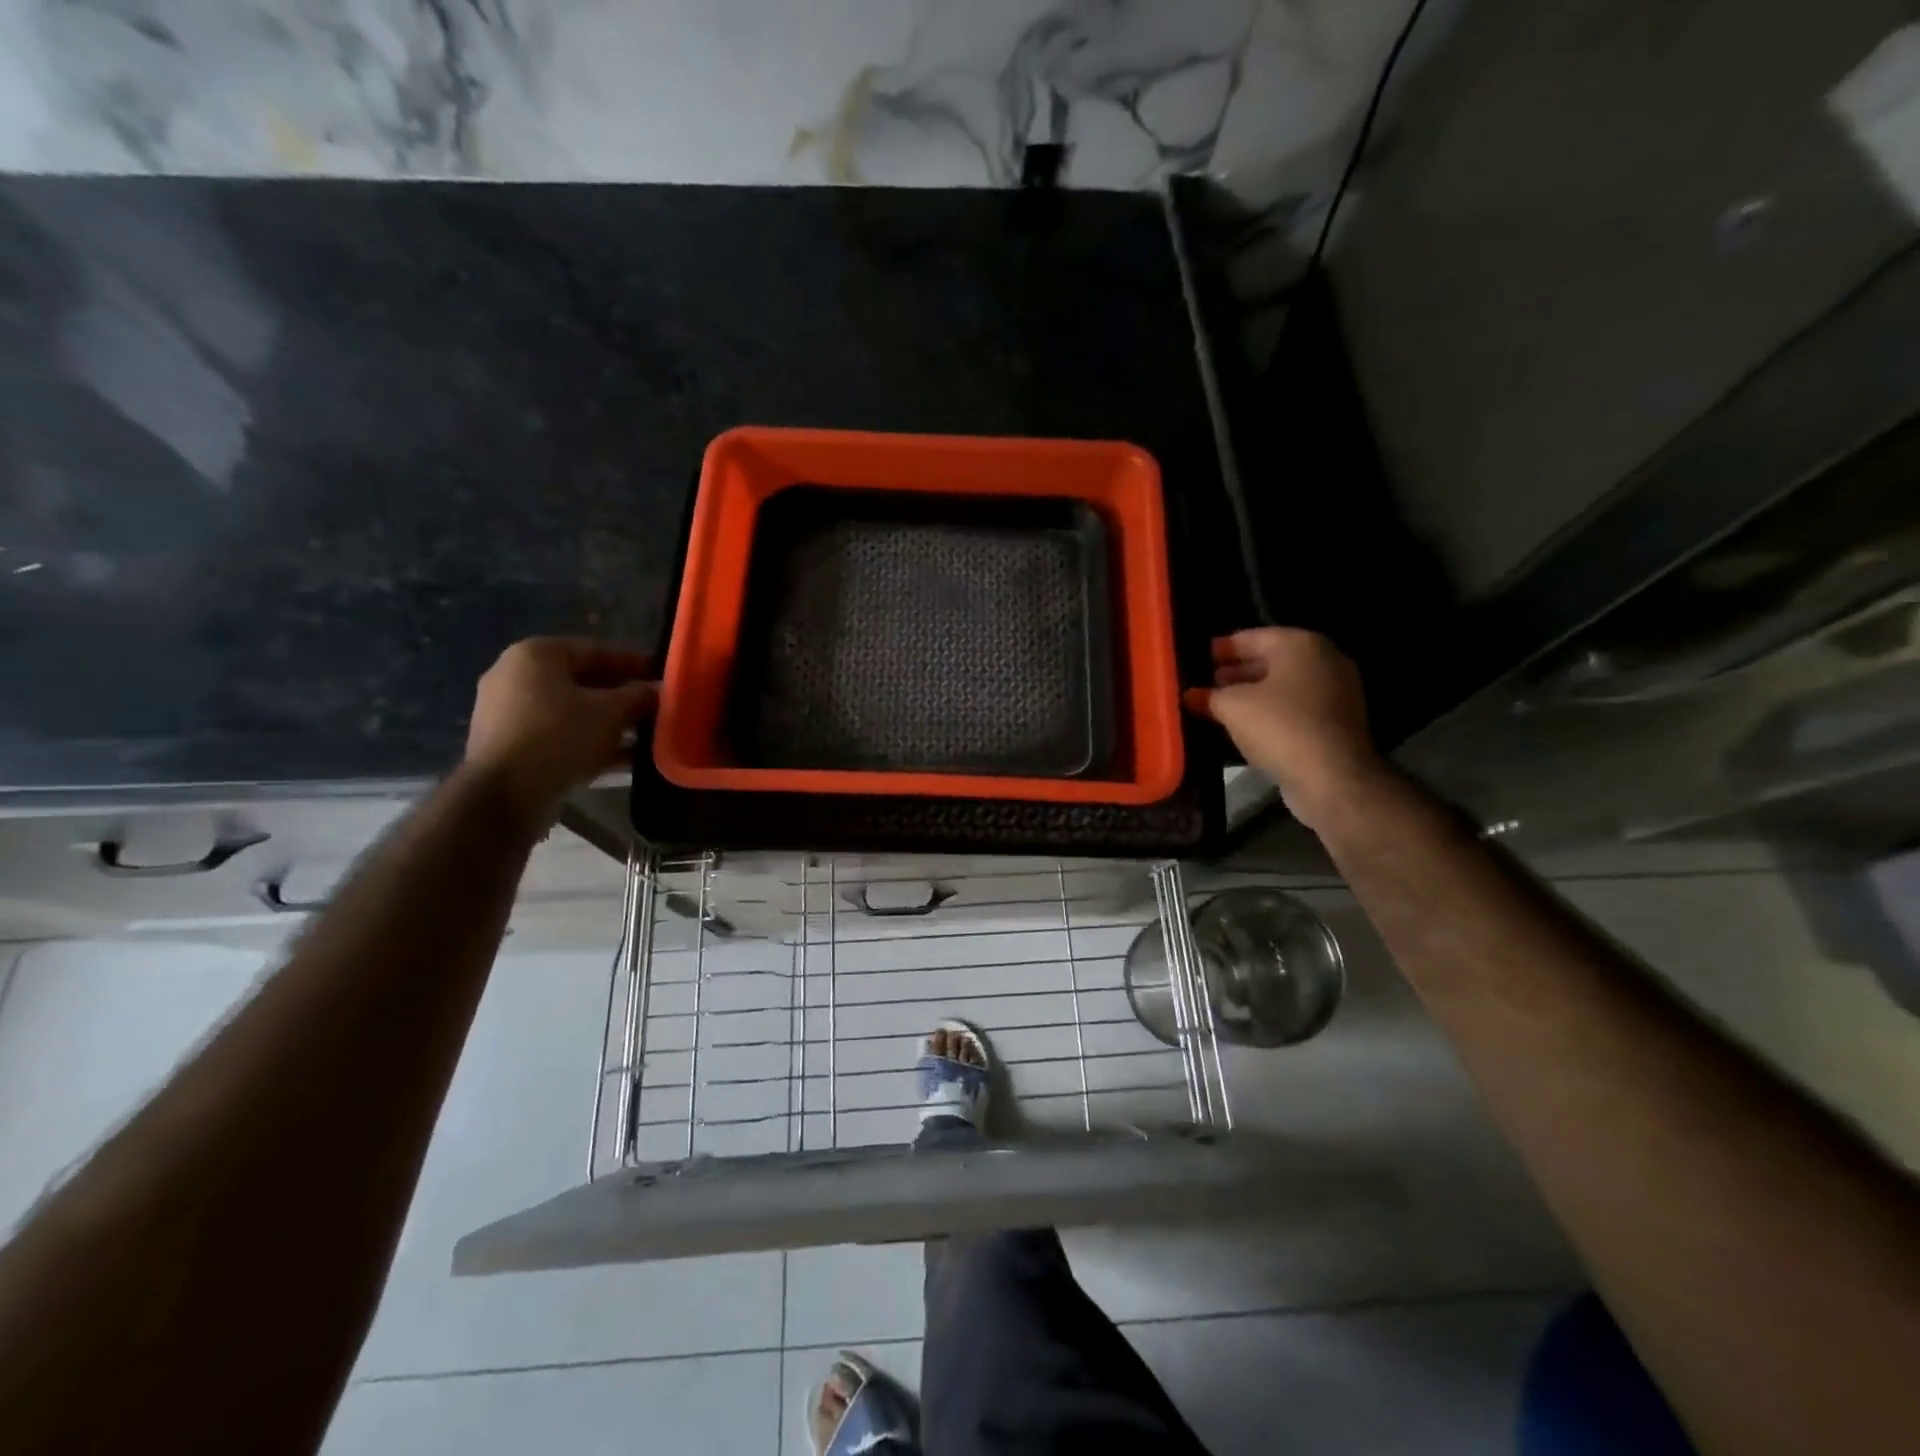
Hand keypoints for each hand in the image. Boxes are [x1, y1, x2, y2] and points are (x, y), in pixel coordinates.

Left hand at [464, 638, 657, 819]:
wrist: (504, 794)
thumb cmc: (560, 736)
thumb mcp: (611, 712)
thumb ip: (639, 696)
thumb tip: (659, 690)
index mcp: (537, 654)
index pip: (599, 651)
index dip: (637, 664)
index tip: (666, 677)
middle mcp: (517, 676)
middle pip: (585, 681)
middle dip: (624, 697)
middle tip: (659, 708)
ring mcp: (510, 712)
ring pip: (574, 711)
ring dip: (611, 722)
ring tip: (647, 735)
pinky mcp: (511, 745)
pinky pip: (560, 734)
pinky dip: (590, 741)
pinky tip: (623, 757)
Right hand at [1184, 627, 1390, 832]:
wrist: (1333, 778)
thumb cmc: (1280, 727)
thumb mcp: (1233, 707)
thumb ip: (1209, 696)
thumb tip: (1192, 695)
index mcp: (1301, 644)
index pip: (1253, 637)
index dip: (1223, 648)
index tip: (1200, 657)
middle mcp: (1324, 660)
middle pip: (1272, 660)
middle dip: (1238, 671)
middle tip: (1208, 682)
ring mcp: (1337, 692)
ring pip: (1284, 686)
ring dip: (1254, 694)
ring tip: (1221, 706)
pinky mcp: (1338, 722)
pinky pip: (1296, 708)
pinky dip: (1272, 712)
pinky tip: (1247, 726)